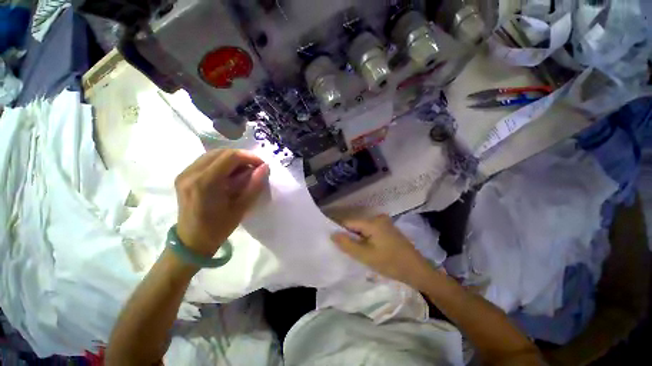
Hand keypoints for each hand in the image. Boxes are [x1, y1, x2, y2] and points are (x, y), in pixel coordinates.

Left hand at [175, 149, 268, 257]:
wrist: (191, 241)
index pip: (230, 157)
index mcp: (205, 183)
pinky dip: (221, 162)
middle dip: (242, 157)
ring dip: (232, 159)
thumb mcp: (241, 208)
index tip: (262, 165)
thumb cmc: (218, 228)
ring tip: (244, 170)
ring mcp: (184, 173)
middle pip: (221, 152)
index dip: (249, 157)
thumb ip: (254, 185)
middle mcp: (191, 173)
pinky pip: (206, 160)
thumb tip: (265, 167)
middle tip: (254, 168)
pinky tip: (229, 173)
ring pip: (213, 154)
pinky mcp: (183, 175)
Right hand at [331, 214, 433, 287]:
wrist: (417, 270)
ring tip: (354, 250)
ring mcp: (384, 222)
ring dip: (357, 237)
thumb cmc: (391, 263)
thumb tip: (332, 234)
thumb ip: (347, 244)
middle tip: (345, 248)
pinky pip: (370, 230)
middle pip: (356, 224)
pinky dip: (365, 238)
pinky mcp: (387, 228)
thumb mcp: (366, 256)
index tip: (333, 240)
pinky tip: (366, 248)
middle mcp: (377, 217)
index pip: (349, 221)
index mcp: (372, 222)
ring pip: (362, 228)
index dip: (339, 230)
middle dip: (349, 235)